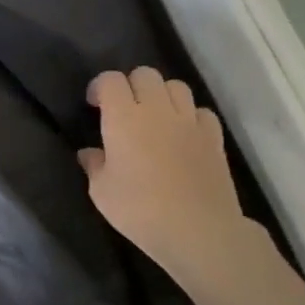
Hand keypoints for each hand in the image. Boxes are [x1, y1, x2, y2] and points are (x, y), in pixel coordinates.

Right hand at [79, 67, 259, 283]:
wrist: (199, 230)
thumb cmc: (140, 210)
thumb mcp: (101, 191)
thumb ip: (94, 165)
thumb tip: (90, 153)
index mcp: (124, 117)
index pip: (110, 80)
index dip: (100, 87)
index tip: (94, 106)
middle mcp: (157, 110)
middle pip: (145, 74)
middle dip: (131, 85)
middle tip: (124, 110)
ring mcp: (189, 122)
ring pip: (176, 86)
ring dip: (162, 95)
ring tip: (155, 117)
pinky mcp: (214, 138)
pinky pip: (201, 111)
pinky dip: (190, 115)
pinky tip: (183, 134)